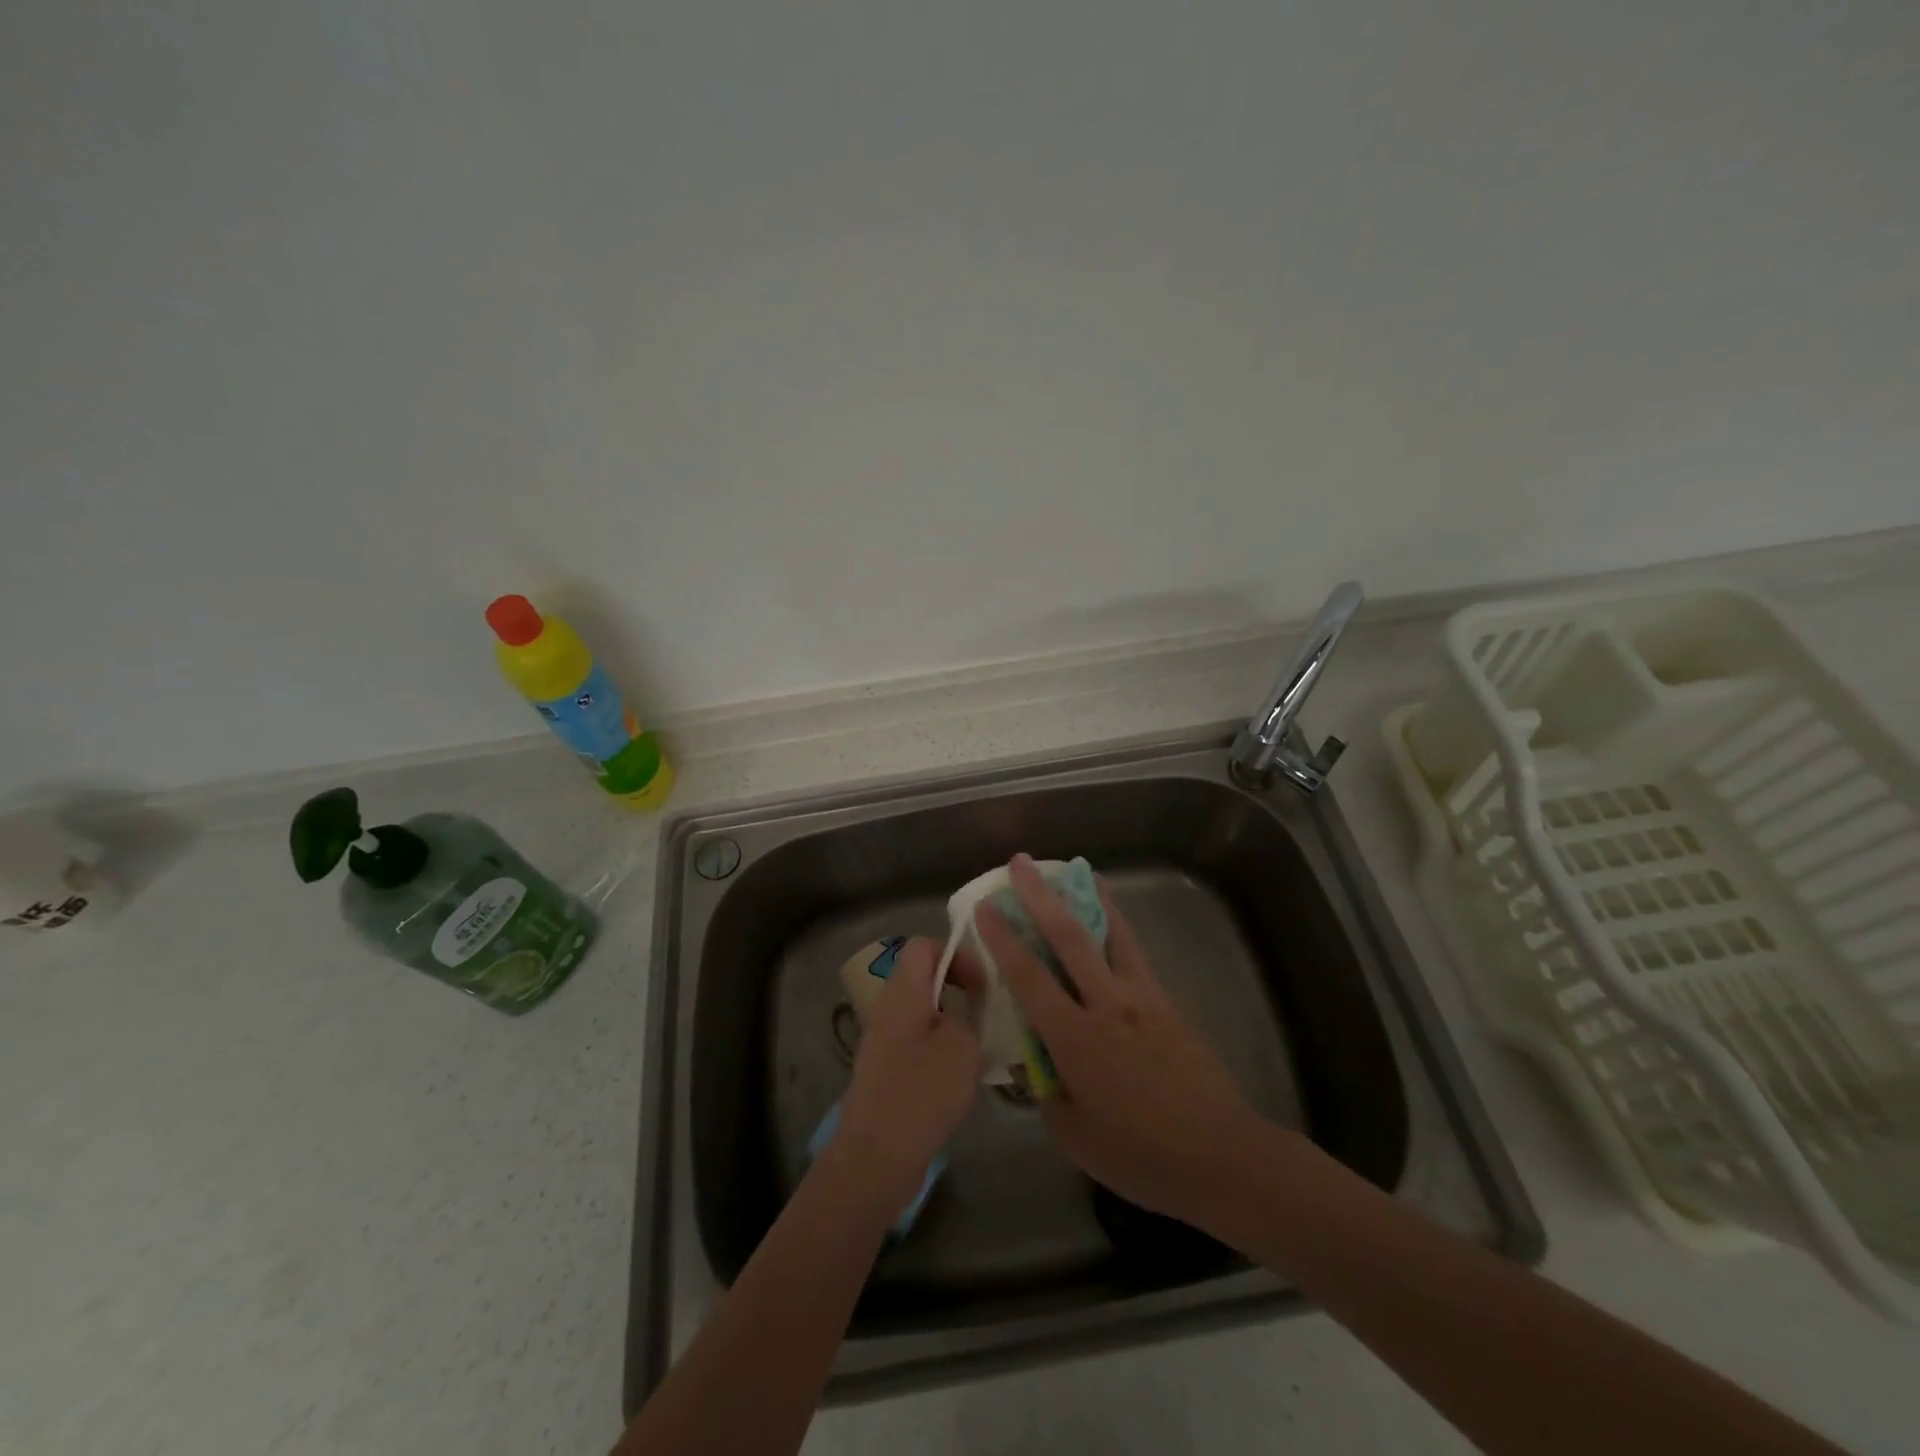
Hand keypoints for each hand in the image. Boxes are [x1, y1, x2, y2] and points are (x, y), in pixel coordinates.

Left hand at [833, 936, 983, 1216]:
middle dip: (960, 990)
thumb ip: (969, 1015)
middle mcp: (889, 1009)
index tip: (983, 984)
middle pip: (925, 979)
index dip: (956, 954)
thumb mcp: (961, 1045)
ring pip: (925, 1014)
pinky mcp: (888, 1072)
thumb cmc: (921, 1092)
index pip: (924, 946)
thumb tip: (966, 1012)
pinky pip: (920, 1044)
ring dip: (954, 1023)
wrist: (875, 1158)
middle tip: (989, 1012)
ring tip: (982, 1046)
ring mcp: (885, 1042)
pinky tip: (963, 1077)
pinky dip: (943, 1051)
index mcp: (903, 992)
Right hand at [974, 854, 1264, 1233]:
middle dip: (1040, 896)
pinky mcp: (1166, 1001)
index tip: (986, 906)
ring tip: (1076, 869)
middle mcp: (1107, 1004)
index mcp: (1076, 1038)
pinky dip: (1118, 925)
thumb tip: (1036, 1060)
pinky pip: (1135, 952)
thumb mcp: (1074, 1135)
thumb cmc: (1140, 1156)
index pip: (1029, 976)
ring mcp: (1142, 997)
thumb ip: (1047, 1090)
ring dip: (1087, 897)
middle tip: (1021, 863)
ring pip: (1111, 932)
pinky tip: (1112, 918)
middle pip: (1069, 936)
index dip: (1003, 938)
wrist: (1220, 1156)